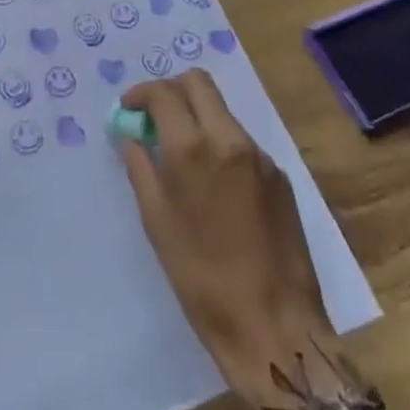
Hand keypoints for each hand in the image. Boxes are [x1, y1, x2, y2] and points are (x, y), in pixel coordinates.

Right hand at [117, 71, 356, 409]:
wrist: (274, 326)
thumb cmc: (201, 279)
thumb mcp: (157, 223)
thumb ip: (141, 168)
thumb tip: (132, 137)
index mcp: (193, 149)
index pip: (164, 92)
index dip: (141, 94)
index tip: (130, 110)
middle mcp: (229, 139)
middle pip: (199, 83)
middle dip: (172, 90)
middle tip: (156, 117)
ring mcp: (259, 155)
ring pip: (222, 110)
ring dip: (198, 116)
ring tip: (183, 154)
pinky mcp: (280, 176)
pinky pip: (242, 141)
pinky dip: (220, 144)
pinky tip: (215, 184)